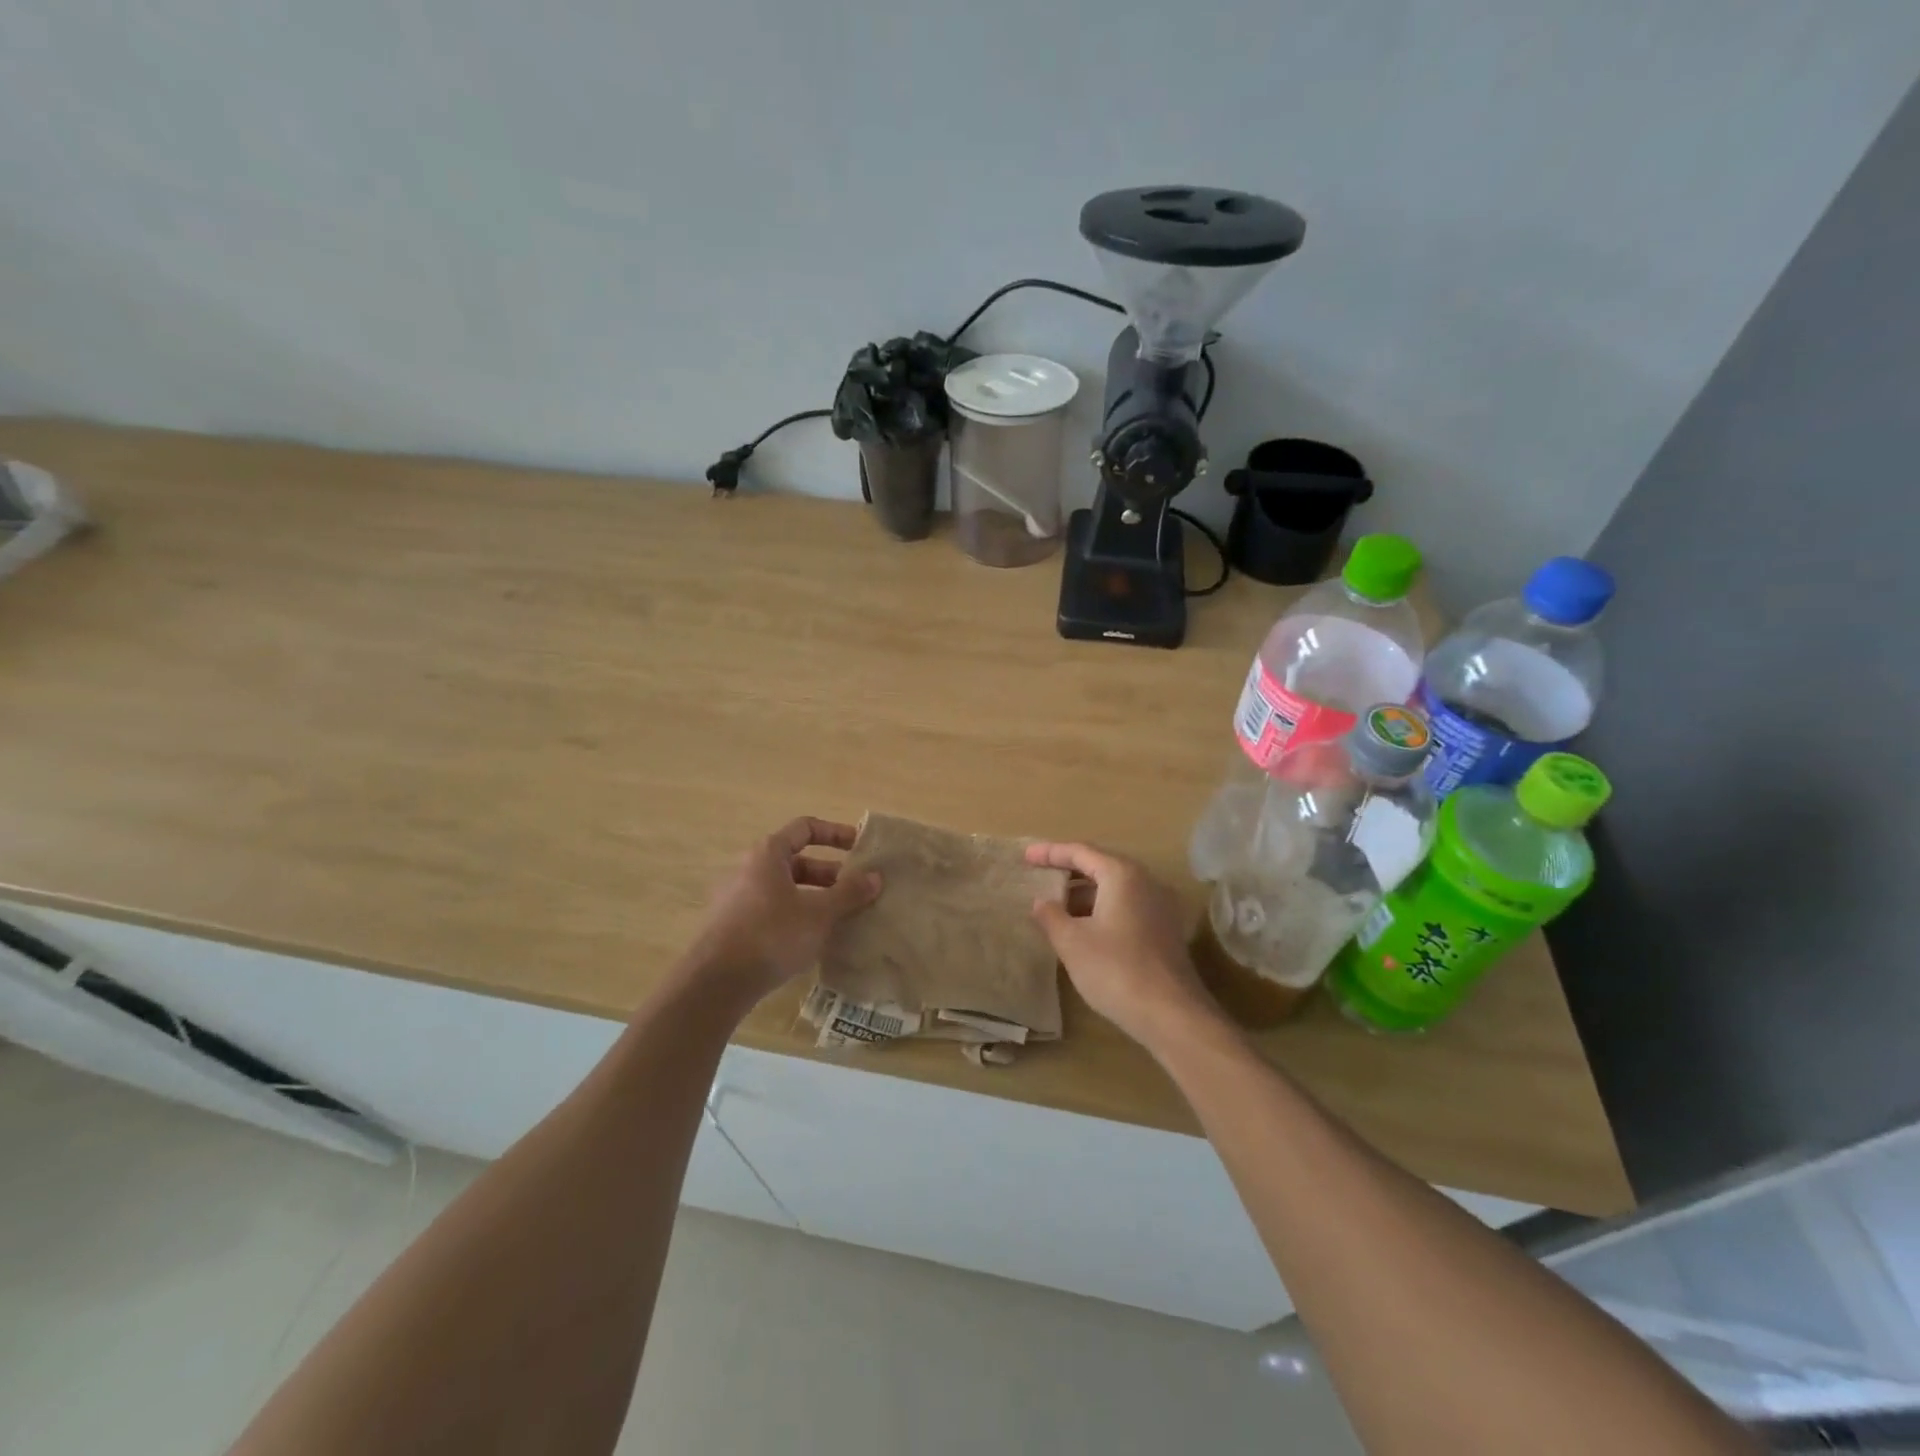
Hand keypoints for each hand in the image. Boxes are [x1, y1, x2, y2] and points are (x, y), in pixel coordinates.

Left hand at [684, 817, 881, 1003]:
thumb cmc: (771, 935)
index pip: (805, 828)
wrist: (715, 983)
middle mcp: (749, 869)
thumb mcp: (818, 914)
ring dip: (815, 897)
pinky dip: (796, 916)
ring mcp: (737, 898)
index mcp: (768, 854)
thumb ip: (849, 893)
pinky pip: (772, 910)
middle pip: (797, 861)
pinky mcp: (733, 926)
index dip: (835, 833)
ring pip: (785, 889)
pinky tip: (813, 939)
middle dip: (830, 874)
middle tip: (857, 890)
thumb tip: (876, 876)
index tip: (860, 847)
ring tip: (841, 917)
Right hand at [1025, 841, 1225, 1052]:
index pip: (1080, 852)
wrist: (1172, 1015)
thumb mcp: (1072, 942)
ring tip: (1056, 907)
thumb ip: (1051, 915)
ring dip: (1084, 894)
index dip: (1050, 852)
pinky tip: (1084, 929)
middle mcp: (1146, 881)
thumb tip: (1041, 901)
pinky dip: (1102, 909)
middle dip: (1068, 871)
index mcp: (1122, 875)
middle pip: (1100, 865)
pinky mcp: (1165, 930)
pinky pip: (1127, 906)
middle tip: (1040, 876)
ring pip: (1115, 888)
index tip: (1026, 856)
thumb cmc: (1116, 970)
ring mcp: (1160, 906)